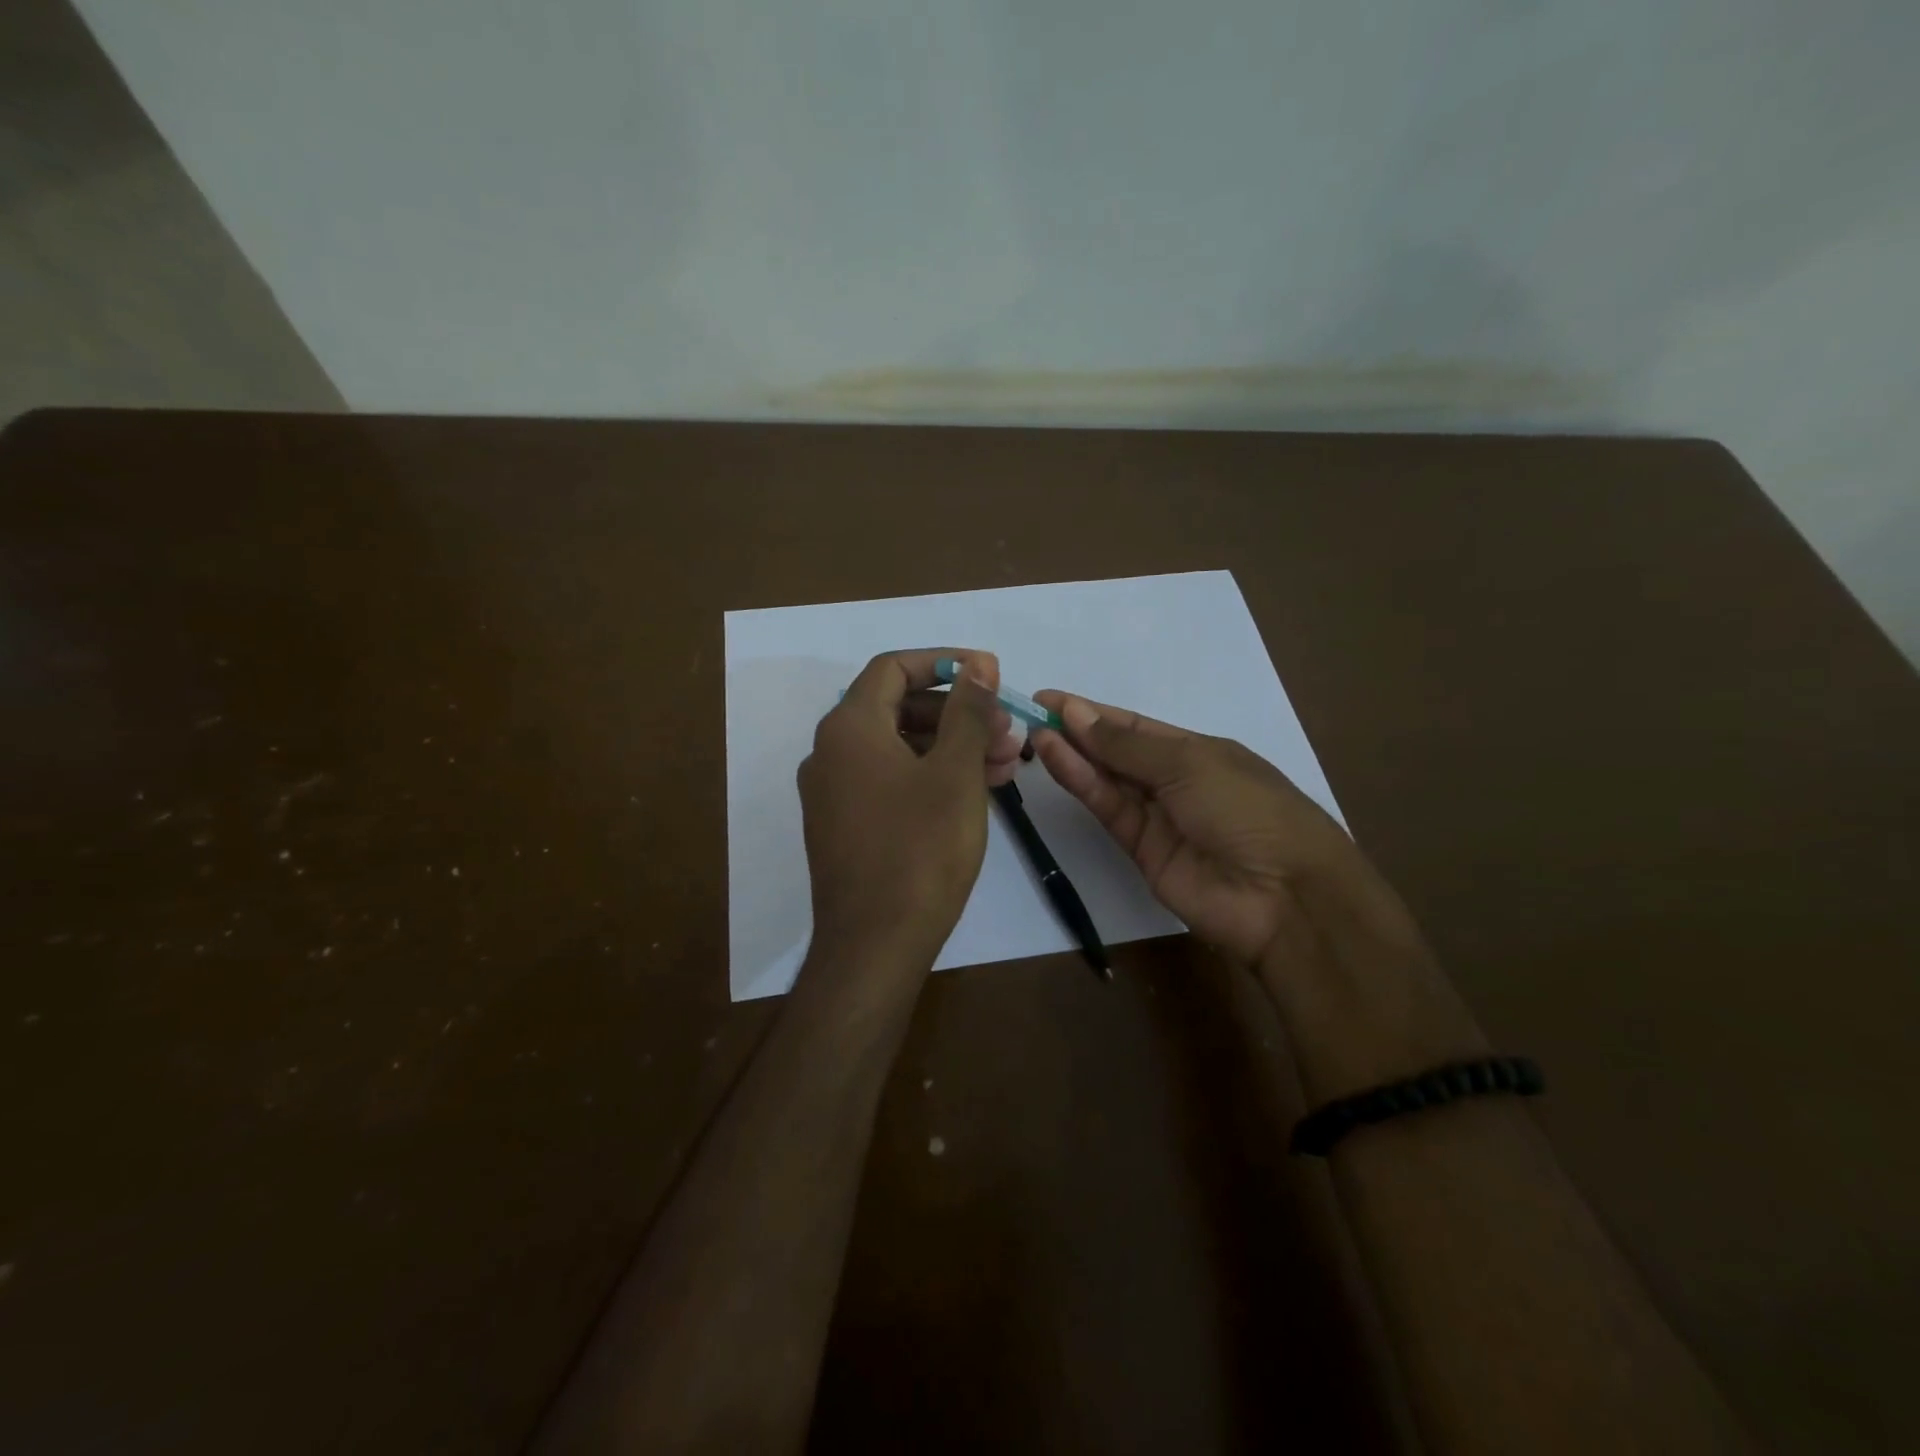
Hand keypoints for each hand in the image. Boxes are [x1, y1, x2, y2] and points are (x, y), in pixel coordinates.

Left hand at [798, 649, 1023, 974]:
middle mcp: (830, 752)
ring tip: (1007, 763)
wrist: (874, 946)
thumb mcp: (955, 773)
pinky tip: (975, 791)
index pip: (893, 668)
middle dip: (958, 713)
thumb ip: (967, 711)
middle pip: (898, 708)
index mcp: (849, 727)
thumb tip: (978, 663)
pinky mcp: (844, 826)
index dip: (944, 662)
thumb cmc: (920, 850)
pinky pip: (890, 782)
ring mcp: (833, 792)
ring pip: (899, 748)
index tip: (988, 674)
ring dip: (951, 747)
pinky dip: (930, 777)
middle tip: (1007, 730)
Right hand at [1031, 692, 1416, 968]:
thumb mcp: (1189, 763)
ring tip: (1034, 734)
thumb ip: (1126, 744)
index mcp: (1198, 751)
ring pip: (1107, 780)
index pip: (1136, 725)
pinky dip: (1081, 783)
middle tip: (1030, 715)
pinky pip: (1108, 809)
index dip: (1093, 711)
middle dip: (1077, 732)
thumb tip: (1076, 713)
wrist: (1282, 895)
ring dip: (1073, 755)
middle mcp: (1175, 780)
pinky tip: (1055, 758)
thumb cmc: (1247, 809)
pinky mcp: (1141, 850)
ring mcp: (1158, 817)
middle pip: (1117, 751)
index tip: (1049, 699)